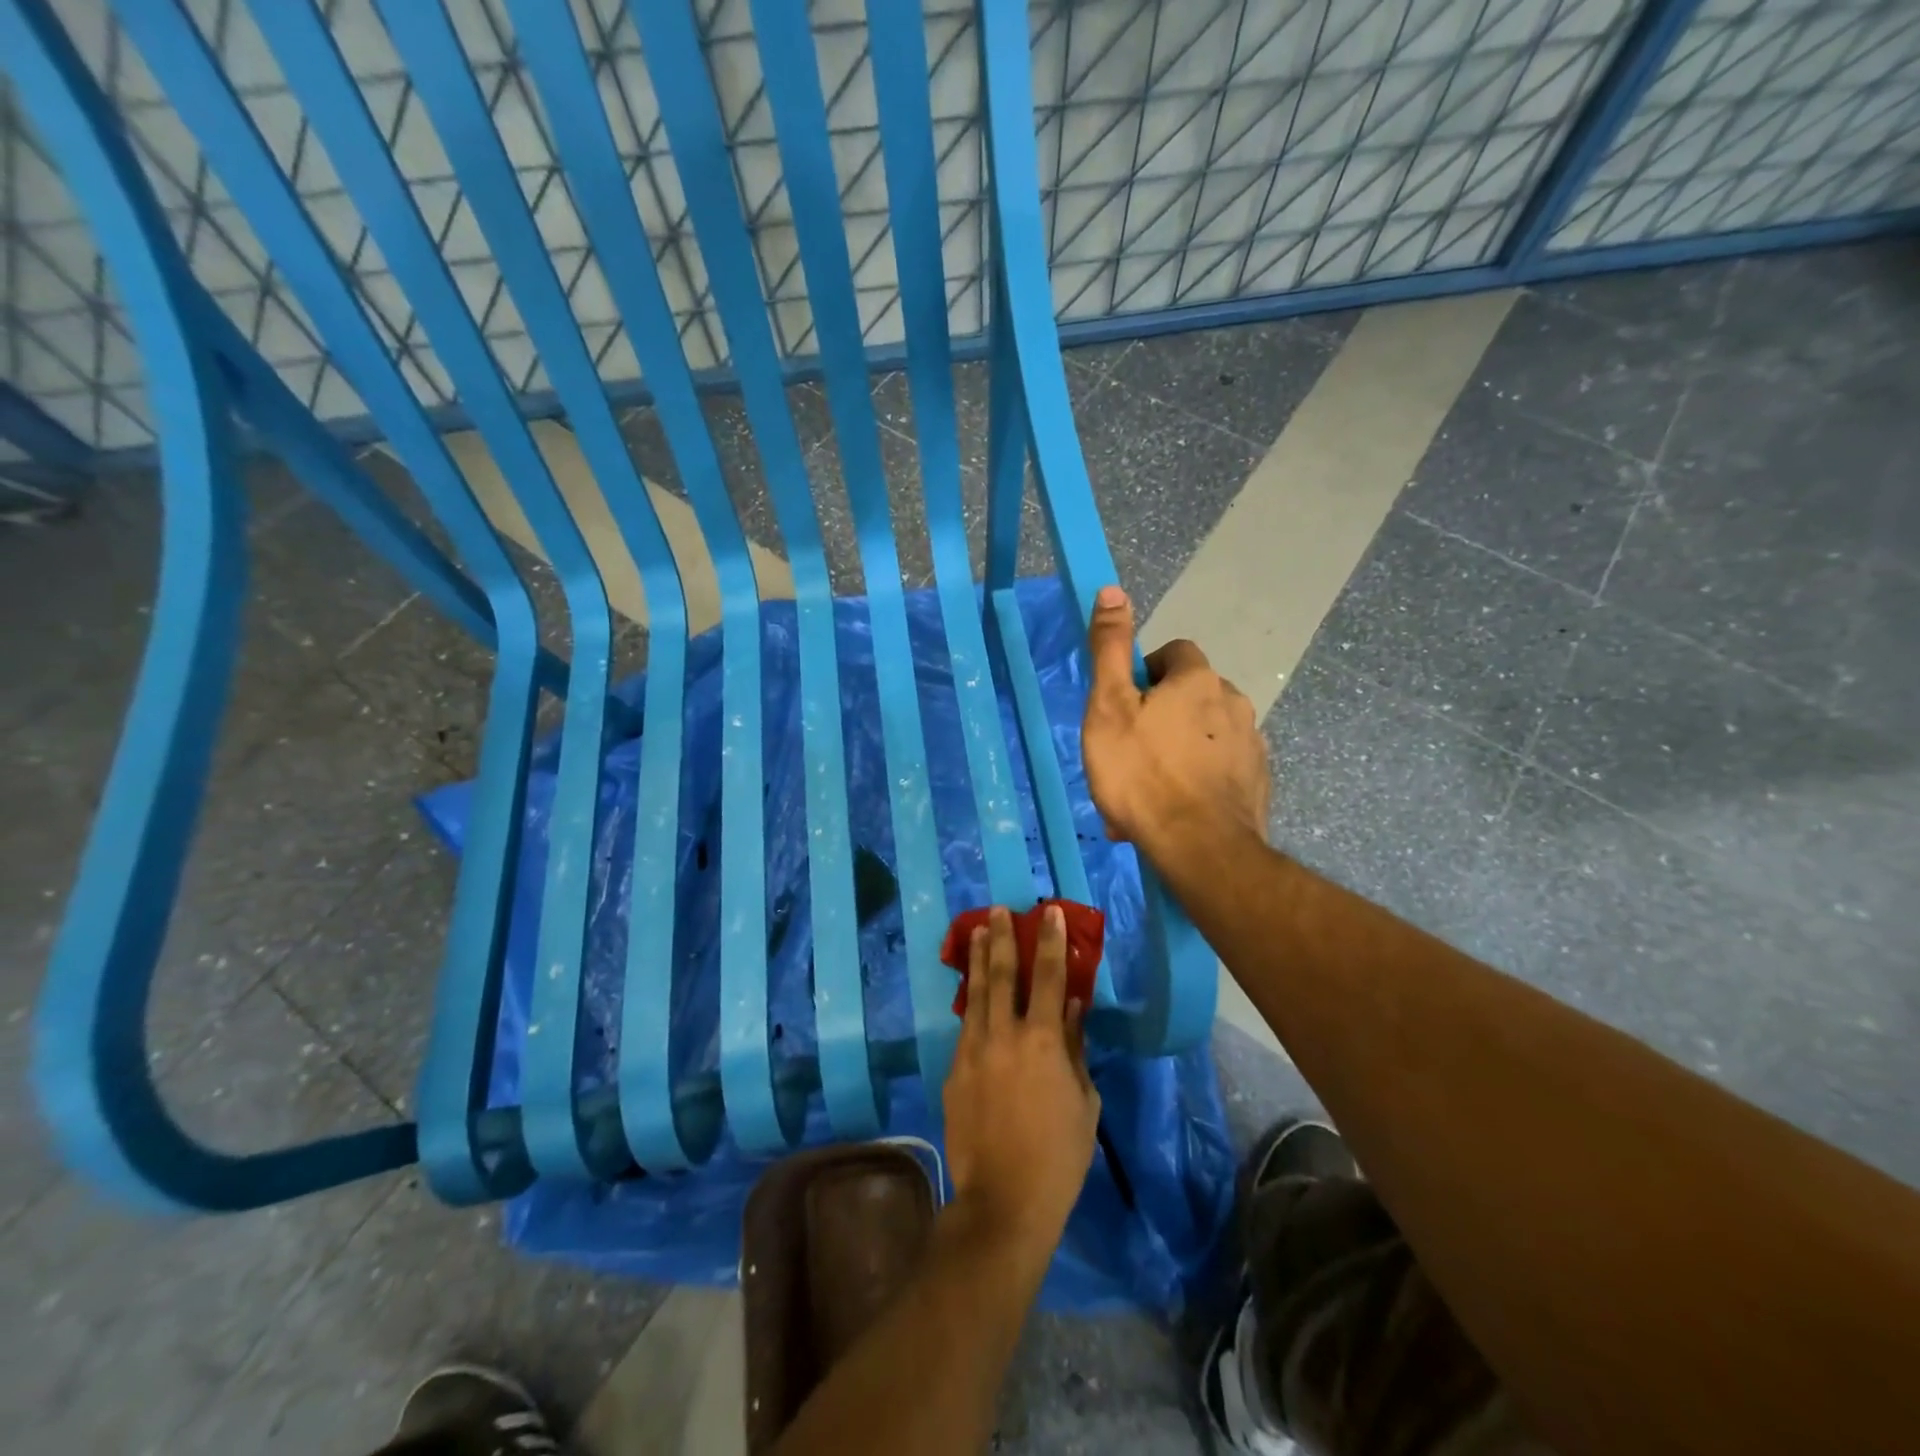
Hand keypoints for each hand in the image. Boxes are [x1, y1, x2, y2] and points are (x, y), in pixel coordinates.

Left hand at [943, 906, 1099, 1259]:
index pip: (1050, 978)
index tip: (1047, 911)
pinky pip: (966, 1028)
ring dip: (978, 961)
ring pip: (975, 995)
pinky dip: (972, 1005)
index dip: (1049, 941)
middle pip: (1002, 975)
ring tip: (977, 933)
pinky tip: (974, 996)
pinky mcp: (954, 1071)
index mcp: (1044, 1041)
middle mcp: (1004, 1036)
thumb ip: (1076, 1049)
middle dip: (1001, 938)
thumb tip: (1074, 1009)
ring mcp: (973, 1051)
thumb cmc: (1059, 1155)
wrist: (1003, 1200)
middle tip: (997, 910)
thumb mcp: (1084, 1102)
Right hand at [1081, 584, 1270, 854]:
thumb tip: (1112, 589)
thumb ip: (1110, 648)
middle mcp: (1234, 702)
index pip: (1176, 653)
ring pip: (1205, 735)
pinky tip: (1176, 808)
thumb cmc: (1143, 773)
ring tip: (1148, 790)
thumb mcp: (1109, 707)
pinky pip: (1220, 768)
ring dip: (1179, 750)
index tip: (1127, 704)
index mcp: (1198, 680)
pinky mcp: (1258, 781)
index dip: (1147, 673)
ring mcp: (1251, 744)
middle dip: (1162, 716)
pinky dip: (1199, 779)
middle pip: (1191, 695)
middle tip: (1130, 753)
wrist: (1200, 848)